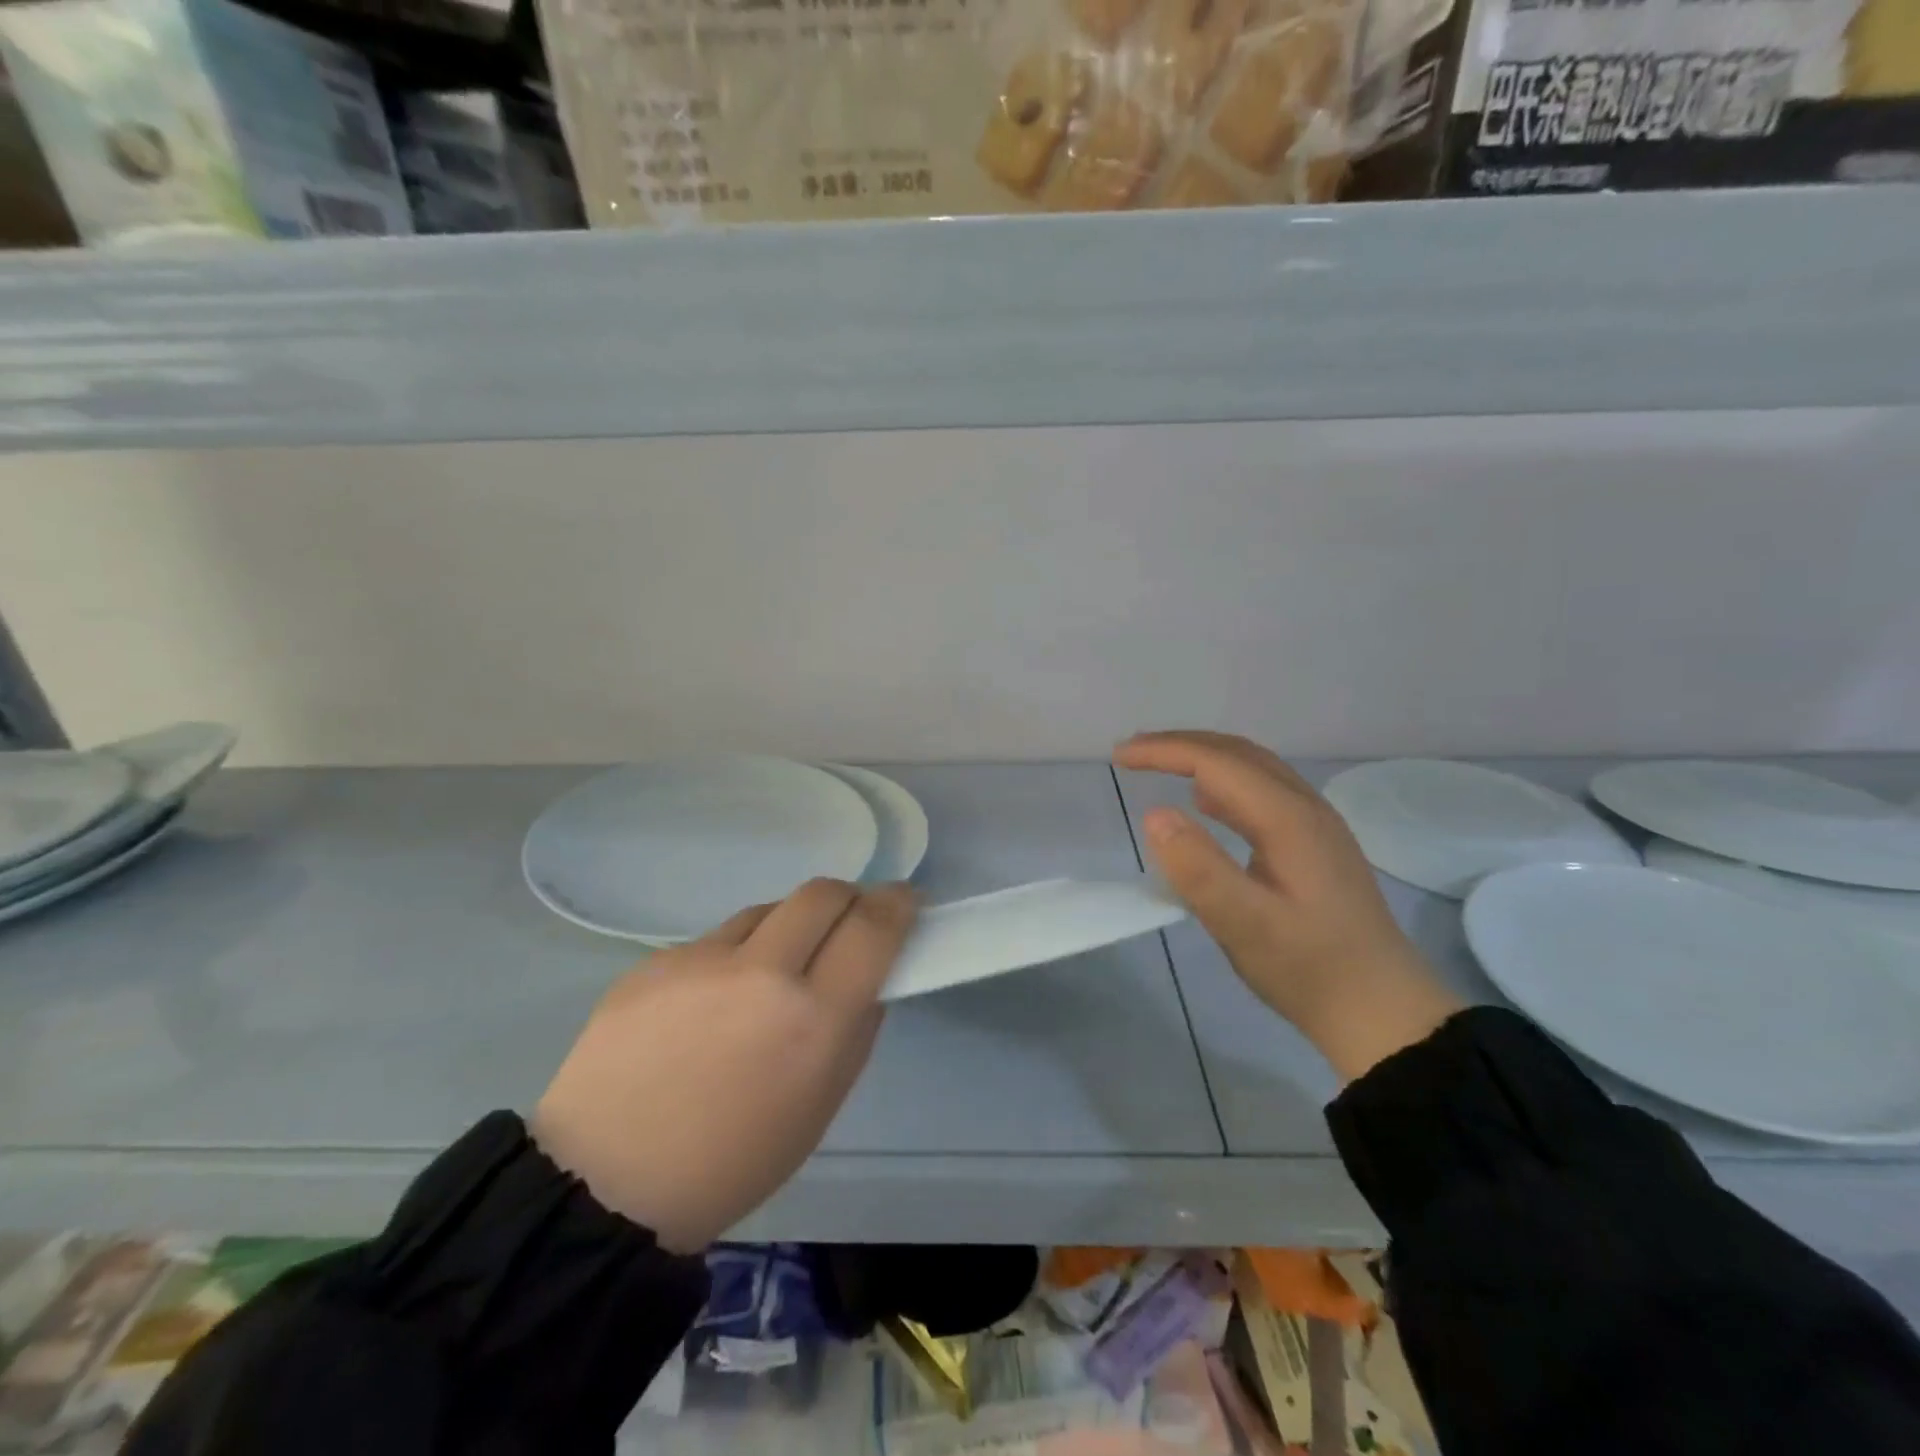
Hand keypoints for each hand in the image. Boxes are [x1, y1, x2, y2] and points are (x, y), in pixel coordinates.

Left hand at [531, 880, 915, 1252]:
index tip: (904, 900)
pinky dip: (732, 956)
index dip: (897, 903)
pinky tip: (709, 1004)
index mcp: (814, 1021)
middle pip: (822, 892)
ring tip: (768, 975)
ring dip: (786, 928)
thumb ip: (856, 1027)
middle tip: (847, 923)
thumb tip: (869, 973)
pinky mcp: (654, 960)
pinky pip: (714, 940)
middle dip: (847, 898)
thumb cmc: (732, 1162)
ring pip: (766, 911)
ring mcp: (701, 960)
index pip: (873, 926)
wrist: (605, 1183)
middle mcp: (762, 973)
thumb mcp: (821, 1105)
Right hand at [1114, 731, 1461, 1082]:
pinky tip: (1206, 804)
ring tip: (1159, 767)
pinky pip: (1263, 792)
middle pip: (1237, 753)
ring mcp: (1316, 825)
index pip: (1216, 762)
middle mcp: (1306, 808)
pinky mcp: (1316, 846)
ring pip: (1253, 769)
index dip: (1164, 751)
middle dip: (1180, 745)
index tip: (1119, 756)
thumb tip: (1154, 814)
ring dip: (1203, 759)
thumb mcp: (1245, 926)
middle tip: (1132, 753)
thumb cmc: (1310, 969)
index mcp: (1288, 818)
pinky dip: (1223, 783)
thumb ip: (1198, 869)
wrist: (1383, 1012)